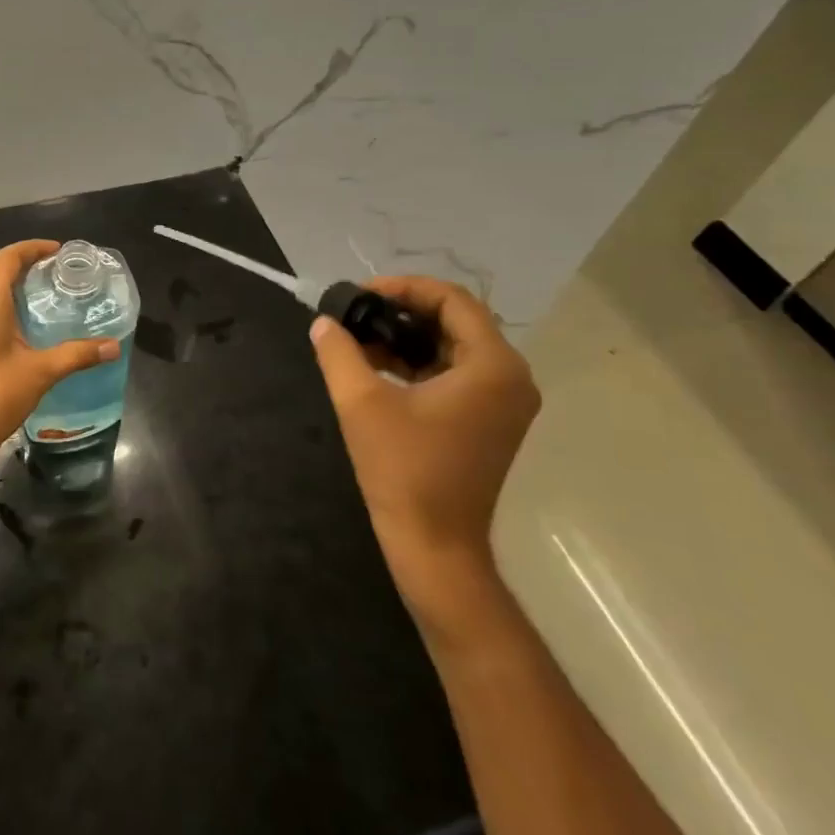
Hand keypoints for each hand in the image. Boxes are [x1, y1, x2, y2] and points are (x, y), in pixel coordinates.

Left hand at [0, 240, 119, 485]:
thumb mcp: (40, 372)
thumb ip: (77, 354)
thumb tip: (114, 346)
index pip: (9, 256)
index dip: (34, 248)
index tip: (61, 251)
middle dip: (26, 265)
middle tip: (59, 273)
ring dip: (12, 284)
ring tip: (45, 292)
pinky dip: (0, 301)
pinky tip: (22, 321)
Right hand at [309, 275, 539, 631]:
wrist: (434, 547)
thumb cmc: (404, 471)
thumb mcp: (361, 403)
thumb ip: (339, 352)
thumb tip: (324, 322)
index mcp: (493, 366)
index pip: (452, 300)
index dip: (403, 287)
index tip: (360, 294)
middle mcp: (510, 377)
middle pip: (455, 320)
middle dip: (401, 311)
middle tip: (356, 312)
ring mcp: (503, 401)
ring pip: (452, 346)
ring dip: (407, 336)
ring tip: (358, 337)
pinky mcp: (489, 420)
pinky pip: (454, 372)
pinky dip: (418, 362)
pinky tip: (376, 365)